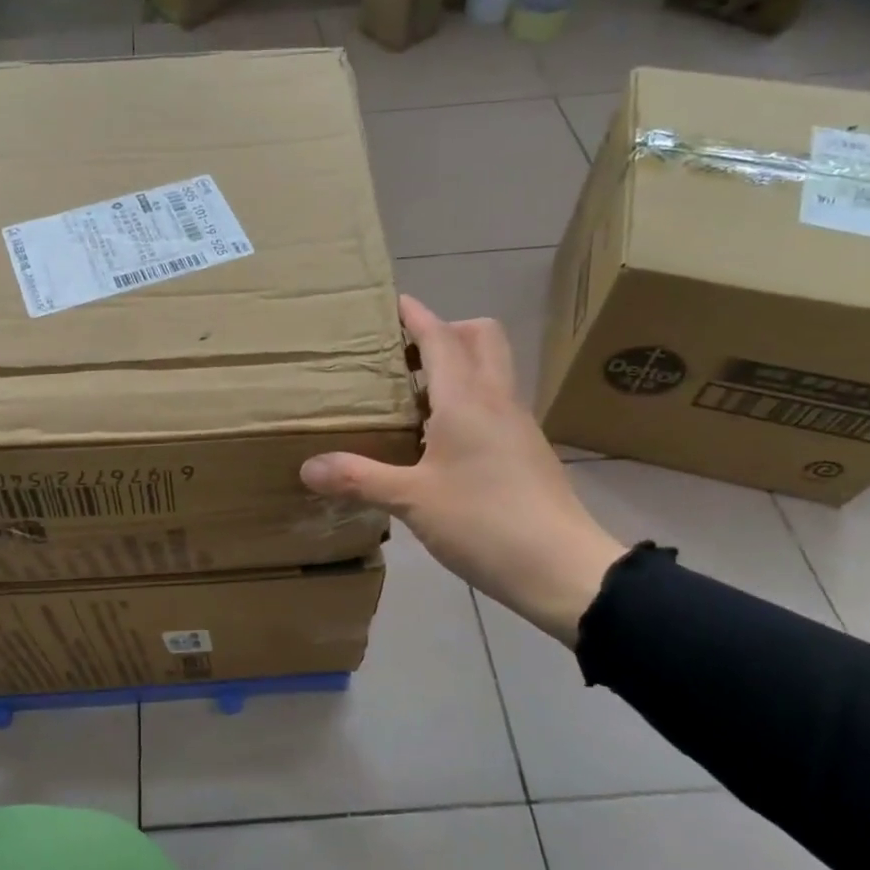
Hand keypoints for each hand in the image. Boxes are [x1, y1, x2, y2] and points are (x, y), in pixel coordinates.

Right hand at [300, 295, 625, 646]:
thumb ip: (358, 478)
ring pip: (491, 371)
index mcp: (467, 399)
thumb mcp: (411, 500)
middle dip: (445, 331)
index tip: (392, 302)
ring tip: (412, 396)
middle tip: (404, 355)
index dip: (416, 316)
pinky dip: (467, 401)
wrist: (562, 568)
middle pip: (481, 338)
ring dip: (457, 366)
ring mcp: (518, 425)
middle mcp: (497, 400)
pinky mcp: (527, 452)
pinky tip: (439, 440)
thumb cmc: (483, 521)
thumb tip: (307, 467)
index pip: (441, 337)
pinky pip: (495, 405)